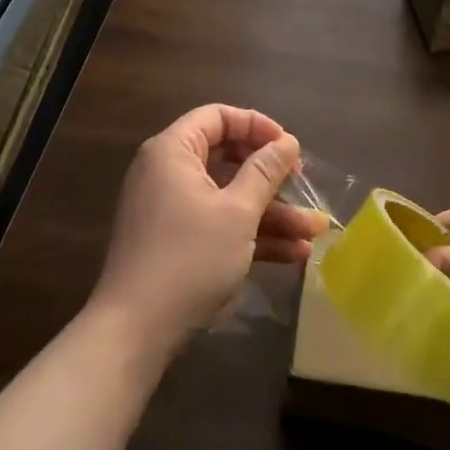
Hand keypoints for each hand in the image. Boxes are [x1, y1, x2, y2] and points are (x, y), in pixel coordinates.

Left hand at [89, 105, 325, 355]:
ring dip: (271, 213)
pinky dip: (251, 234)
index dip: (257, 126)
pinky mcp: (176, 242)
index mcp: (173, 151)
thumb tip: (287, 142)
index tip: (289, 147)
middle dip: (271, 176)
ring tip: (314, 231)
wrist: (135, 331)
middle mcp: (168, 172)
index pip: (218, 117)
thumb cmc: (188, 258)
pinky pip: (218, 224)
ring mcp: (171, 209)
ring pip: (228, 196)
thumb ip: (265, 172)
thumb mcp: (237, 213)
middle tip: (302, 185)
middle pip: (227, 157)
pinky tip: (293, 253)